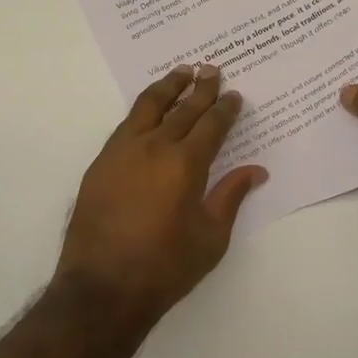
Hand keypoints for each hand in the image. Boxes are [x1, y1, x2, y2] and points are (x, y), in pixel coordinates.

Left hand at [57, 65, 266, 319]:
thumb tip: (256, 171)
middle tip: (212, 69)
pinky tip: (149, 109)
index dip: (225, 107)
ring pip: (149, 106)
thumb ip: (231, 197)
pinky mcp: (101, 162)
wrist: (102, 288)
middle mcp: (155, 147)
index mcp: (186, 164)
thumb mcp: (211, 238)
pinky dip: (143, 108)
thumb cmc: (165, 268)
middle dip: (200, 88)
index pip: (211, 124)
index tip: (234, 95)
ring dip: (168, 86)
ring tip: (181, 72)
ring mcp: (123, 151)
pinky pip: (127, 123)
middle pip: (183, 108)